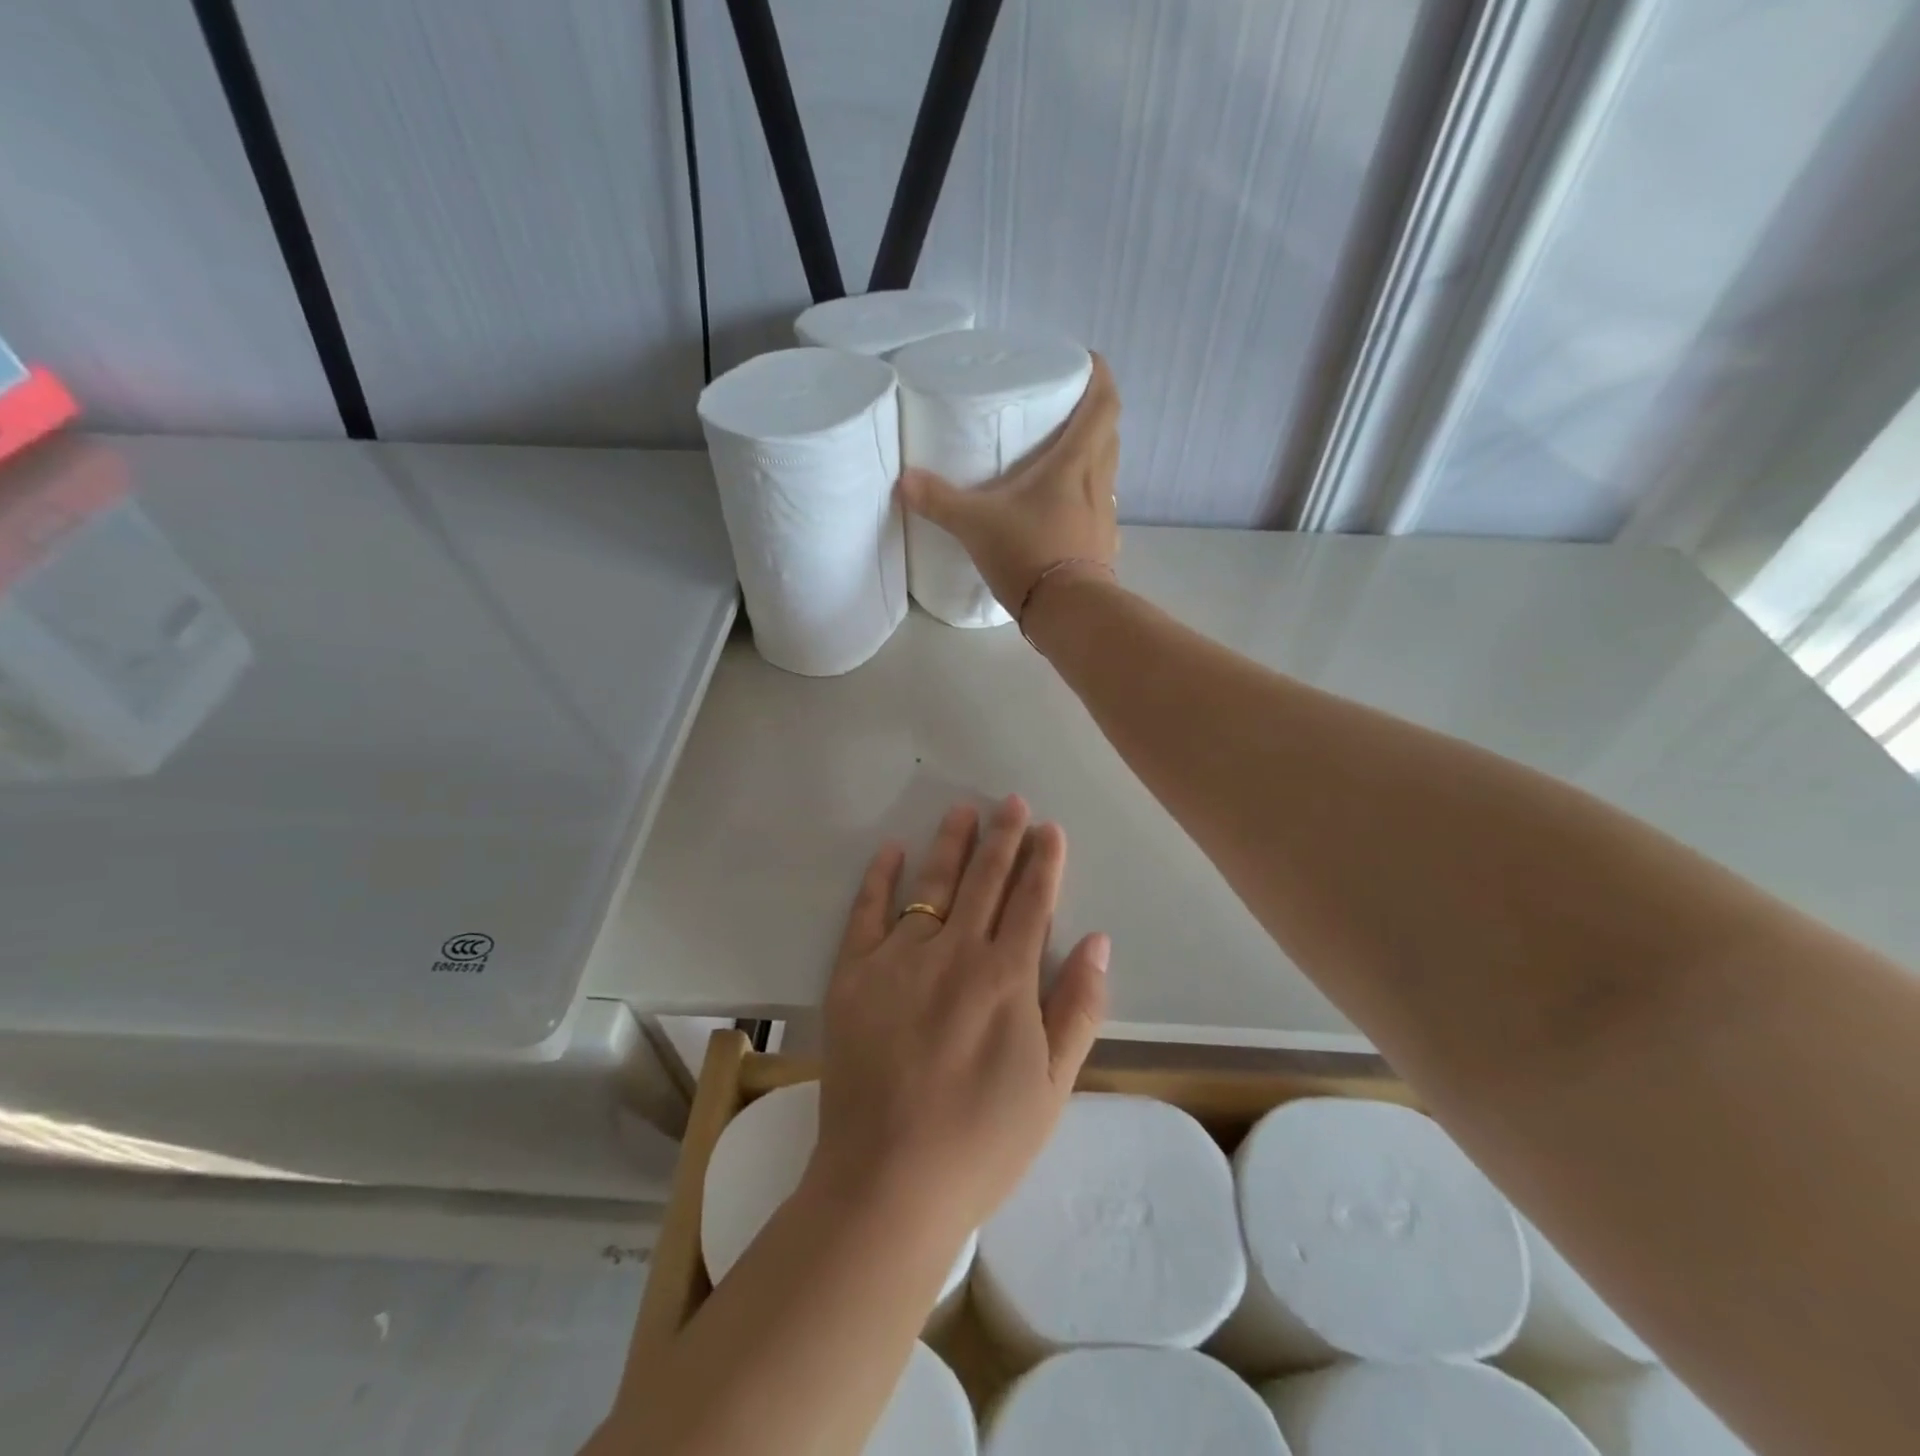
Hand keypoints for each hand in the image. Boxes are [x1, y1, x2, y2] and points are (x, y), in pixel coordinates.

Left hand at [808, 796, 1110, 1236]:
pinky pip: (867, 913)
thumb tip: (1098, 941)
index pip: (1032, 902)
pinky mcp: (853, 975)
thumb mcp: (1051, 1086)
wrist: (888, 1182)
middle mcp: (955, 953)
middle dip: (1003, 838)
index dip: (1044, 862)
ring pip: (932, 884)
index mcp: (1006, 979)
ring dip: (951, 844)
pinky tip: (891, 850)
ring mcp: (899, 959)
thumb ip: (1078, 1008)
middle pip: (986, 881)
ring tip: (964, 810)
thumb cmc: (981, 1142)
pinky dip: (879, 878)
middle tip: (1013, 802)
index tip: (1050, 828)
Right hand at [898, 354, 1121, 618]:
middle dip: (1094, 416)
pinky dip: (1088, 501)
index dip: (1100, 377)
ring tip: (1061, 460)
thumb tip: (904, 480)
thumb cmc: (1028, 554)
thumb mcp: (976, 524)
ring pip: (1107, 472)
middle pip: (1109, 434)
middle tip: (1065, 411)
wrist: (1068, 612)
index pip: (1104, 404)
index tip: (1087, 362)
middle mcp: (1099, 482)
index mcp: (1076, 462)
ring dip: (1093, 459)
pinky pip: (1100, 510)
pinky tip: (1065, 514)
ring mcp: (1106, 517)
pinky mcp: (1103, 546)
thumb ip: (940, 501)